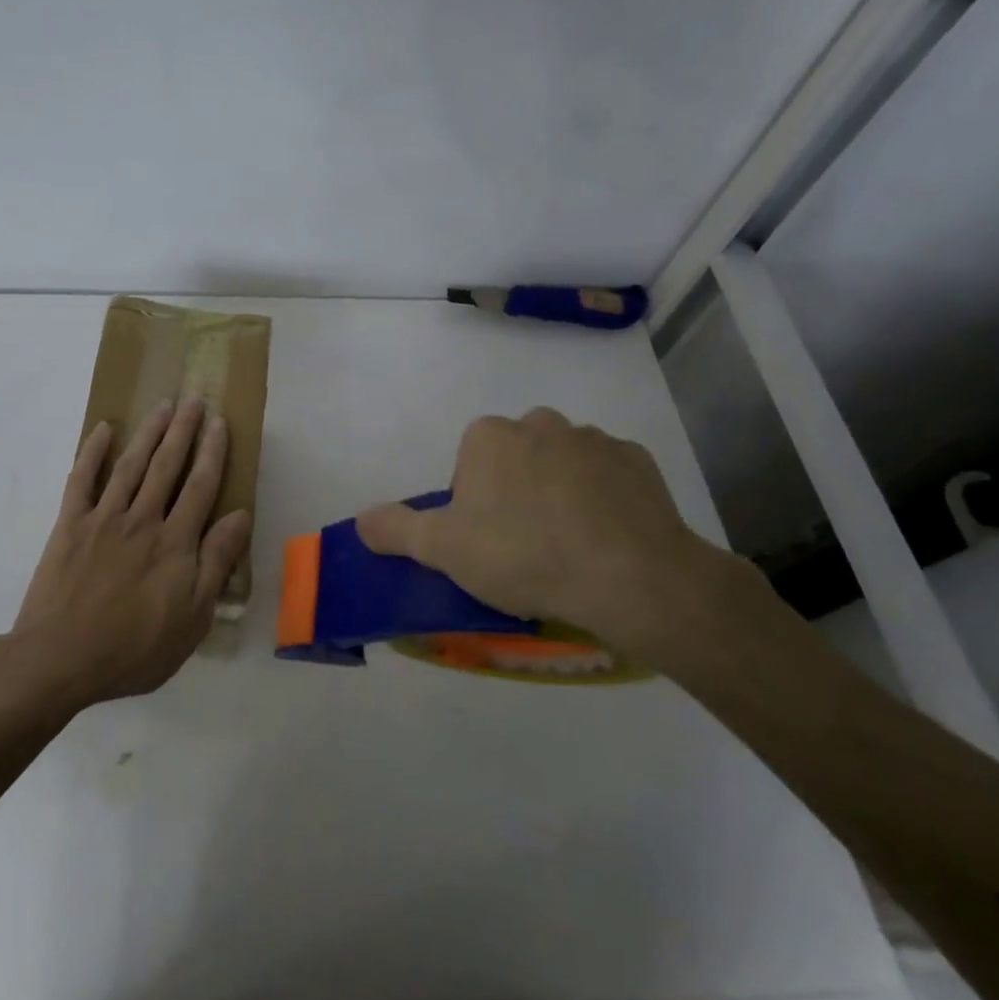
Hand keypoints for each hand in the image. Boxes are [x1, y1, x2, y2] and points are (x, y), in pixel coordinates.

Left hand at [4, 398, 252, 711]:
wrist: (60, 658)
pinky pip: (82, 480)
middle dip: (183, 431)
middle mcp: (142, 519)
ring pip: (131, 465)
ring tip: (162, 406)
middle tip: (194, 400)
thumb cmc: (134, 648)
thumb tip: (239, 516)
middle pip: (167, 466)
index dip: (212, 452)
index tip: (220, 423)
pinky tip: (103, 430)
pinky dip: (92, 452)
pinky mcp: (69, 526)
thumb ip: (216, 562)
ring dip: (148, 433)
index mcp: (175, 543)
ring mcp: (103, 519)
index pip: (200, 486)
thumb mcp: (192, 617)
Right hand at [355, 407, 736, 661]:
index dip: (472, 500)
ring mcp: (593, 439)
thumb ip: (394, 529)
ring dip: (560, 490)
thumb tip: (360, 520)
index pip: (469, 460)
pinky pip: (607, 476)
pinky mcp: (638, 461)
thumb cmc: (521, 555)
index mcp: (489, 436)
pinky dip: (603, 498)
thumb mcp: (442, 549)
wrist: (627, 576)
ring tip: (568, 545)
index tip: (485, 539)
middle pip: (516, 456)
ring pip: (562, 462)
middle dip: (515, 489)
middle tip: (523, 543)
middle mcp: (539, 423)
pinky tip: (606, 537)